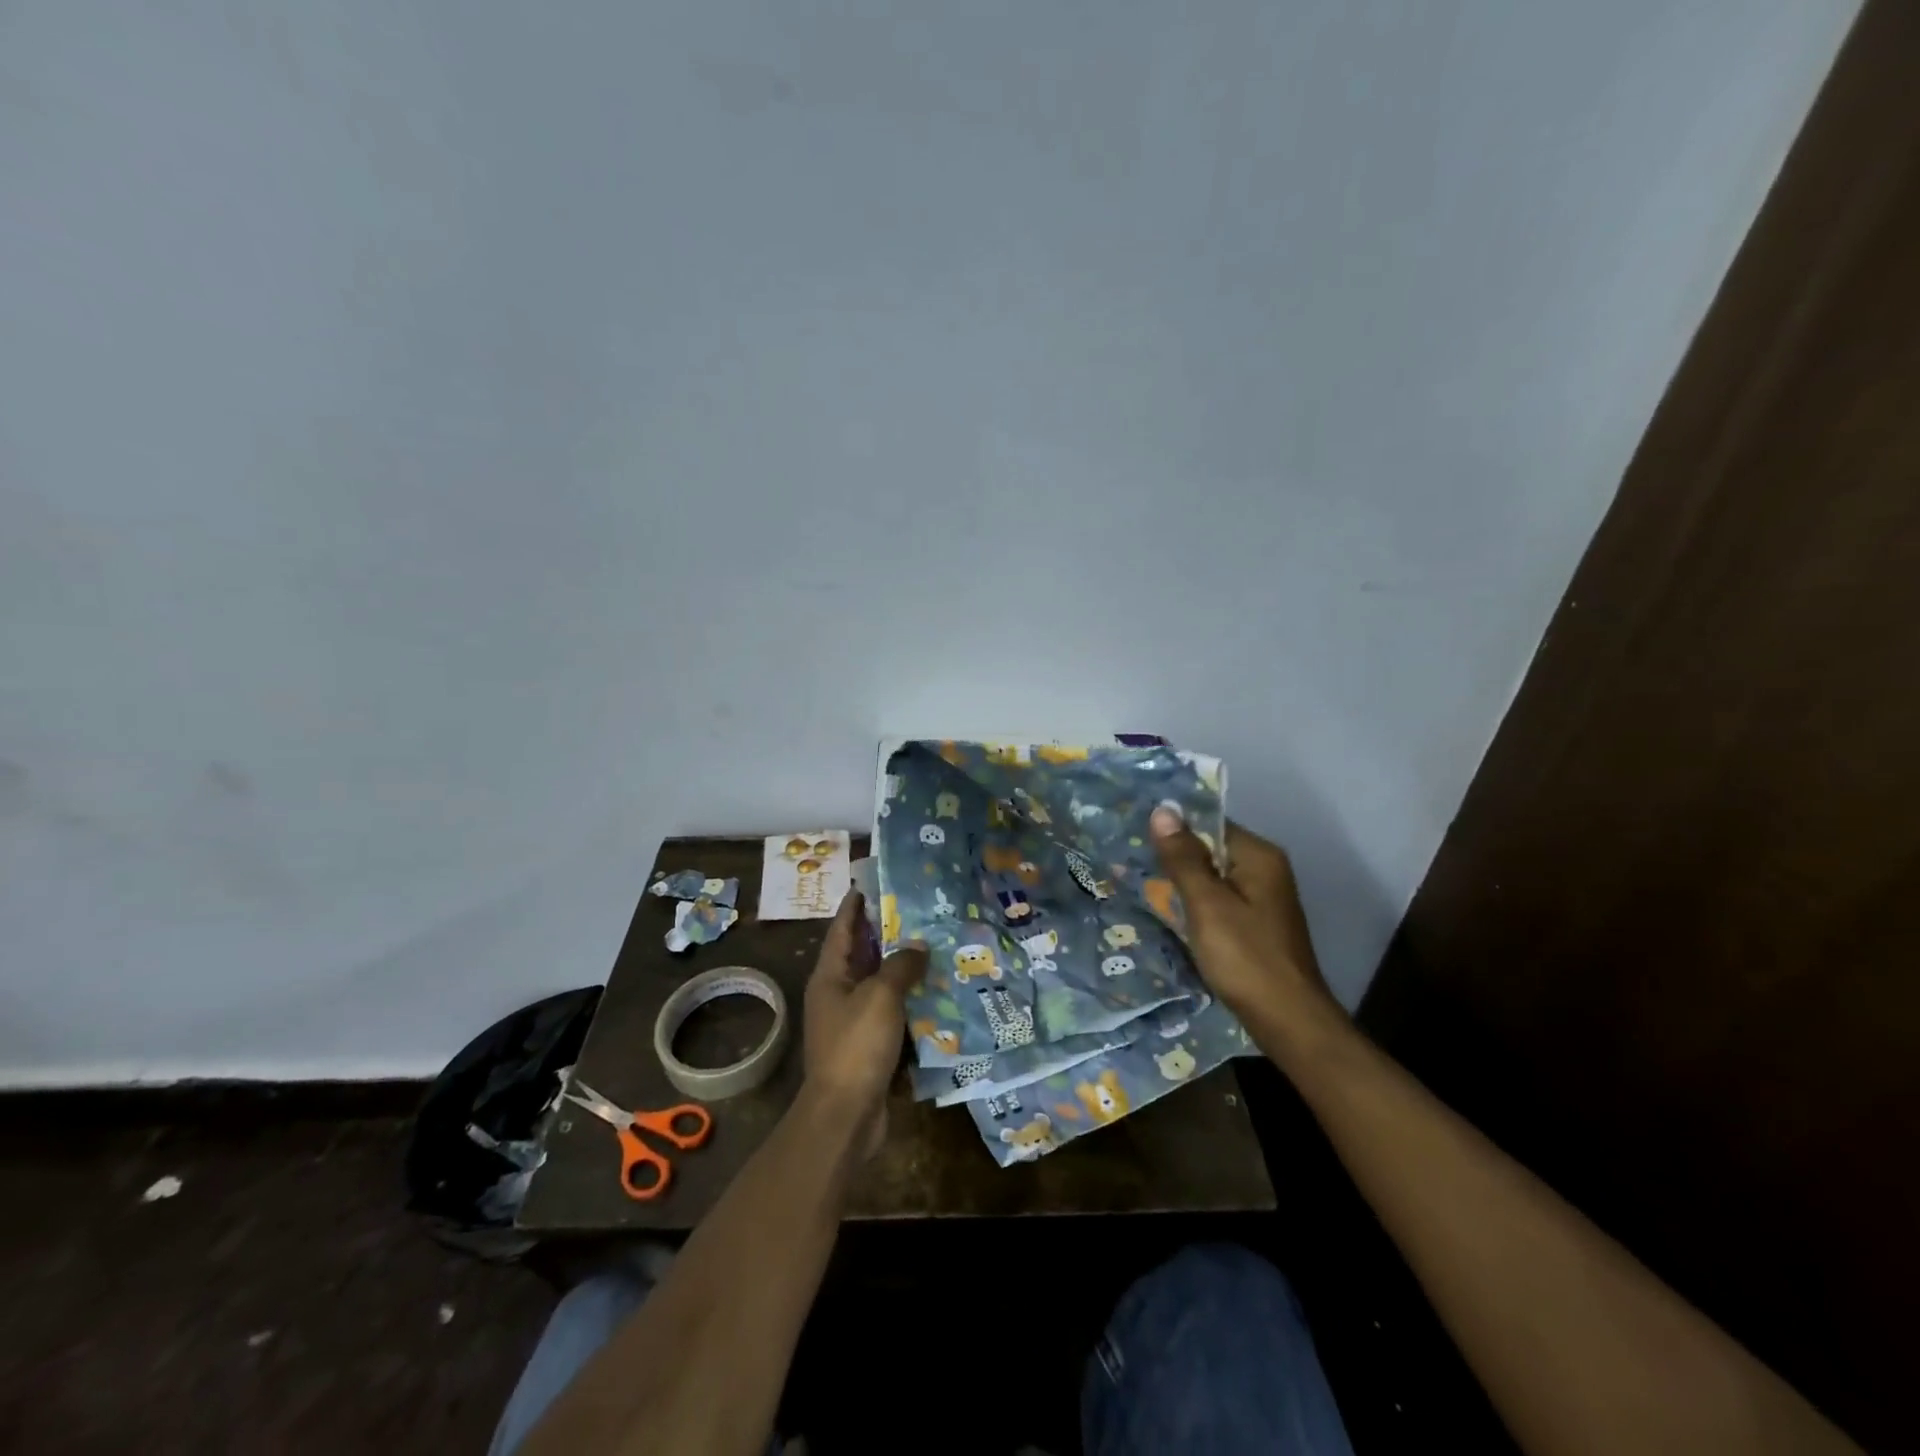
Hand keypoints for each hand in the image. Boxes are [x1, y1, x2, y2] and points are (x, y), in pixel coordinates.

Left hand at [801, 890, 925, 1153]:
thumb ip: (900, 965)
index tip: (873, 882)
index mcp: (830, 975)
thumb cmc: (856, 1046)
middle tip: (919, 911)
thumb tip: (918, 946)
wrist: (845, 1115)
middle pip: (863, 954)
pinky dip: (910, 1002)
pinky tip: (936, 993)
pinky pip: (892, 1014)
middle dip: (887, 933)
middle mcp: (837, 994)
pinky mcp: (869, 1046)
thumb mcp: (880, 997)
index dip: (856, 904)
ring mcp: (852, 1022)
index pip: (843, 928)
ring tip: (935, 946)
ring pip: (880, 984)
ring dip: (903, 968)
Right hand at [1149, 807, 1339, 1034]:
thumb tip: (1163, 809)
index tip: (1137, 837)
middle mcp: (1266, 870)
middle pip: (1211, 851)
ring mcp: (1264, 900)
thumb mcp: (1206, 904)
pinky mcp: (1258, 926)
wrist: (1289, 1022)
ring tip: (1144, 888)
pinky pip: (1220, 902)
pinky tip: (1173, 917)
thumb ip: (1183, 858)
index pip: (1209, 824)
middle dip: (1176, 859)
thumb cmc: (1245, 958)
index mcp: (1259, 856)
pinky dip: (1198, 907)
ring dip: (1184, 885)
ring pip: (1213, 879)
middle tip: (1132, 863)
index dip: (1174, 830)